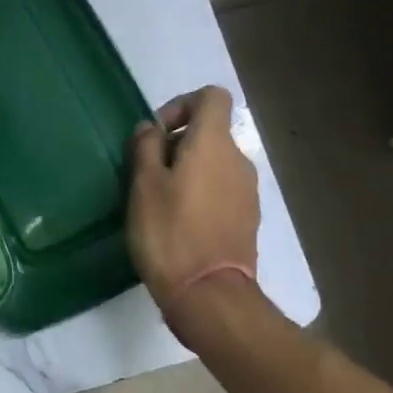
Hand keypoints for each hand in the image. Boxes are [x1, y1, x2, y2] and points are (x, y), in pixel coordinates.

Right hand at [127, 86, 259, 326]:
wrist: (209, 295)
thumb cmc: (169, 233)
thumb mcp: (144, 185)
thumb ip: (146, 147)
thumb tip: (152, 129)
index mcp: (214, 144)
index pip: (211, 97)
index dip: (182, 105)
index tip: (157, 135)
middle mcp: (238, 160)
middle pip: (211, 132)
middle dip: (178, 143)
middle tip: (148, 172)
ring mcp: (248, 192)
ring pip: (216, 163)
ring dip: (189, 170)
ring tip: (161, 201)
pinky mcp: (248, 219)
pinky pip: (223, 190)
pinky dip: (202, 194)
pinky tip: (180, 223)